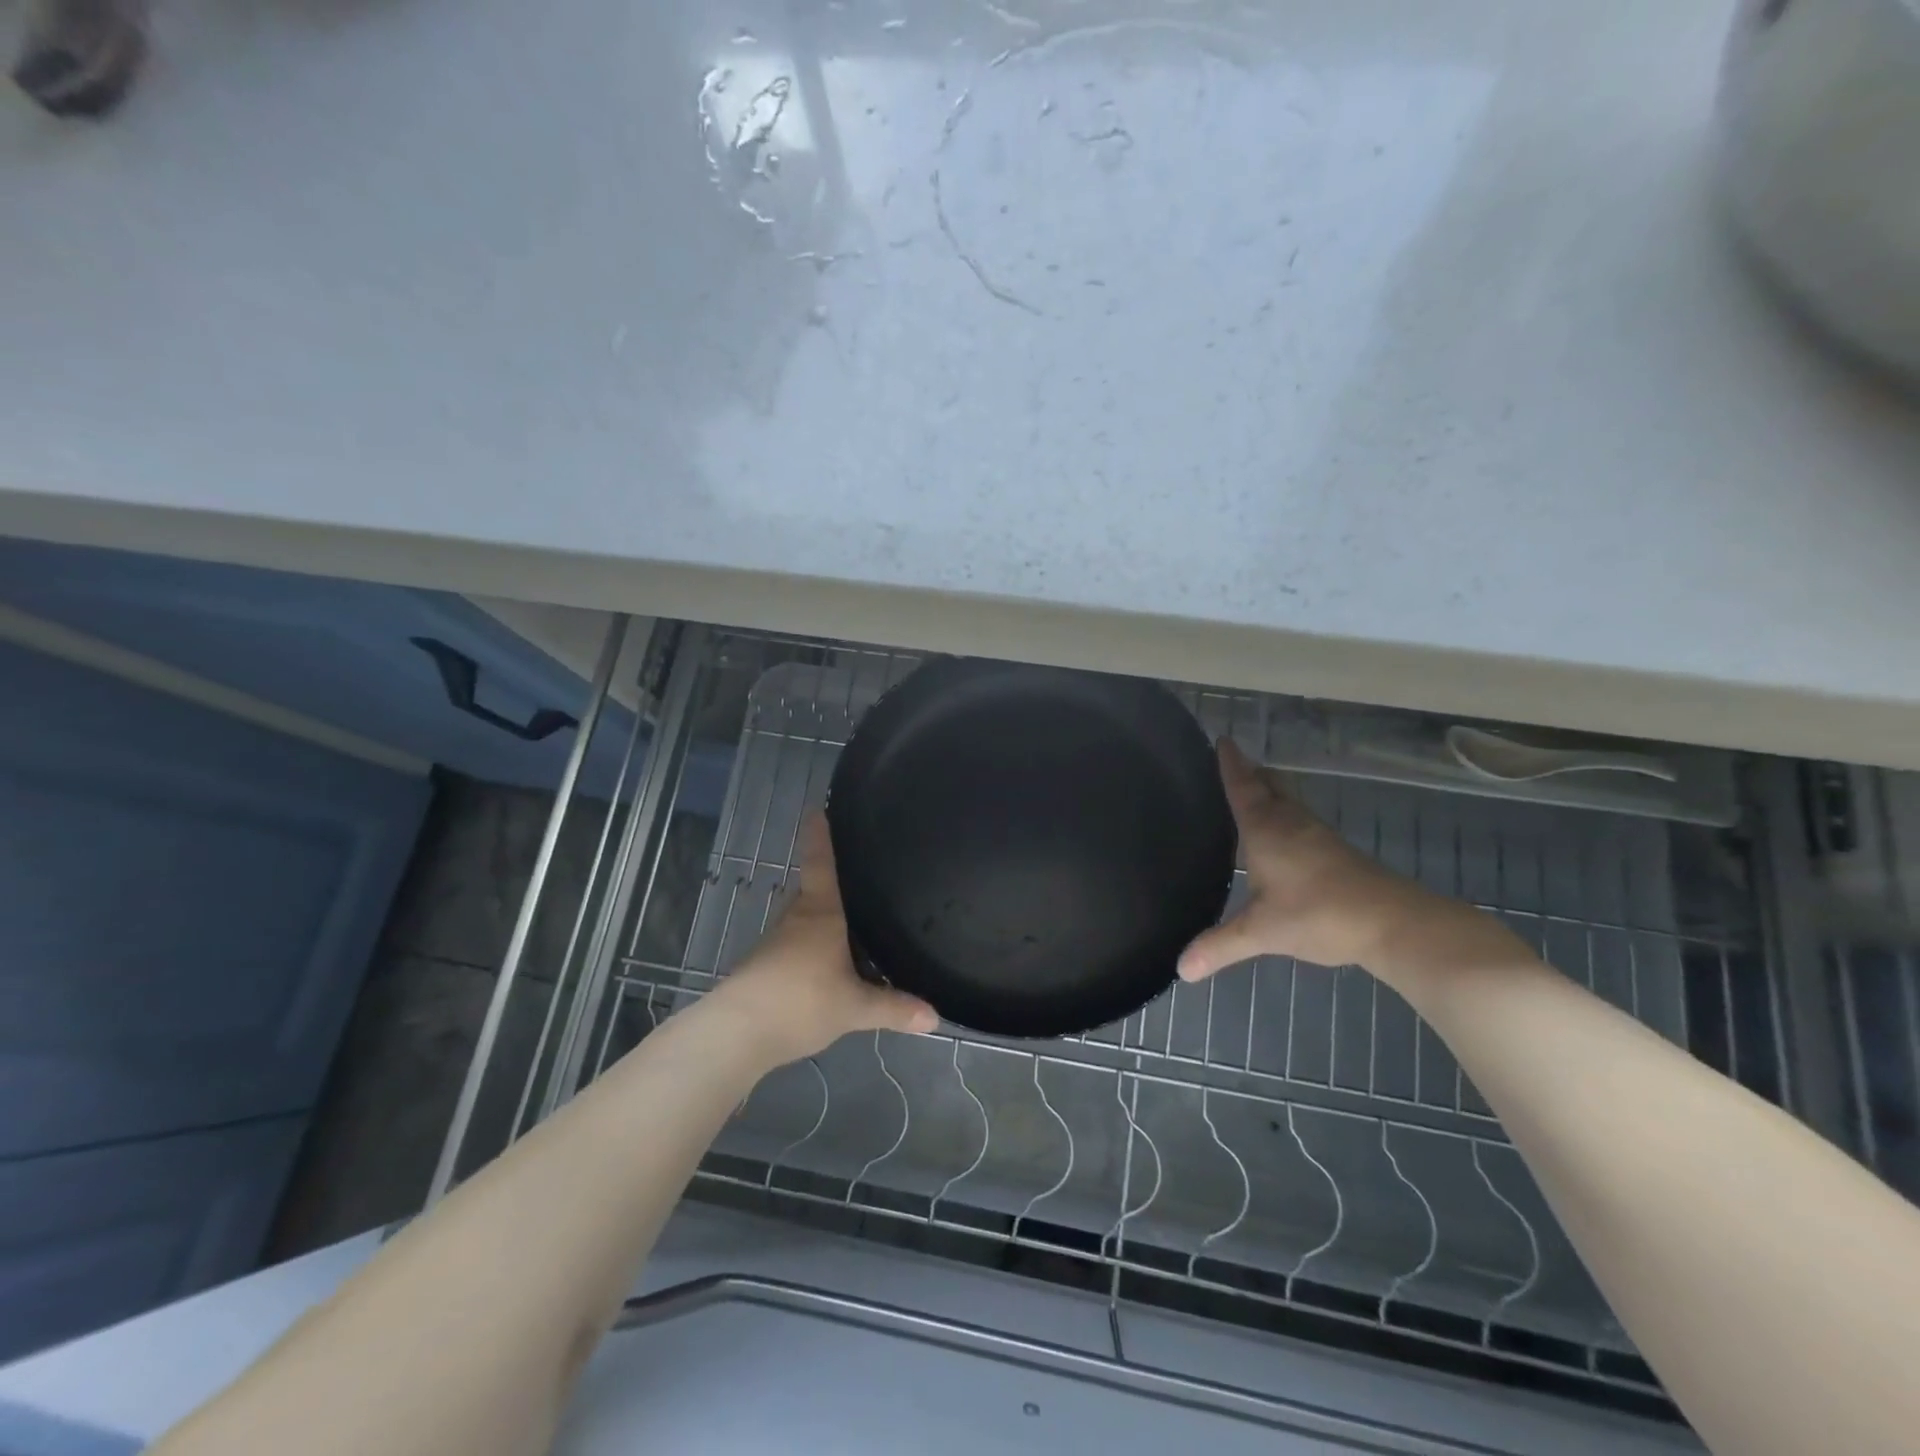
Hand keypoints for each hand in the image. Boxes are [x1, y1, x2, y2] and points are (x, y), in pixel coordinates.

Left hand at [713, 813, 937, 1066]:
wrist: (736, 1033)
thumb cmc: (800, 1001)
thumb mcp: (855, 1007)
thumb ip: (894, 1008)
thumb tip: (936, 1018)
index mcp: (821, 914)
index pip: (821, 864)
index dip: (820, 837)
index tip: (816, 809)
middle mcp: (797, 919)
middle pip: (814, 893)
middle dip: (832, 886)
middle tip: (859, 879)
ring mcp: (776, 944)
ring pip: (805, 924)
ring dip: (824, 924)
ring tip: (852, 930)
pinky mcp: (764, 969)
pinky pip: (797, 950)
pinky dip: (813, 952)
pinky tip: (827, 971)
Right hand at [1178, 740, 1451, 982]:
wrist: (1393, 923)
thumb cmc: (1318, 914)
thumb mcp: (1261, 932)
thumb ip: (1219, 946)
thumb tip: (1179, 970)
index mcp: (1265, 828)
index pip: (1242, 786)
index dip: (1230, 763)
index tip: (1222, 739)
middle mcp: (1291, 822)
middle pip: (1270, 784)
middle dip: (1251, 771)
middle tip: (1232, 763)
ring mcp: (1317, 835)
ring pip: (1289, 801)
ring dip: (1271, 792)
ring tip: (1251, 794)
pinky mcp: (1336, 852)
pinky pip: (1301, 820)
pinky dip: (1286, 815)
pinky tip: (1283, 837)